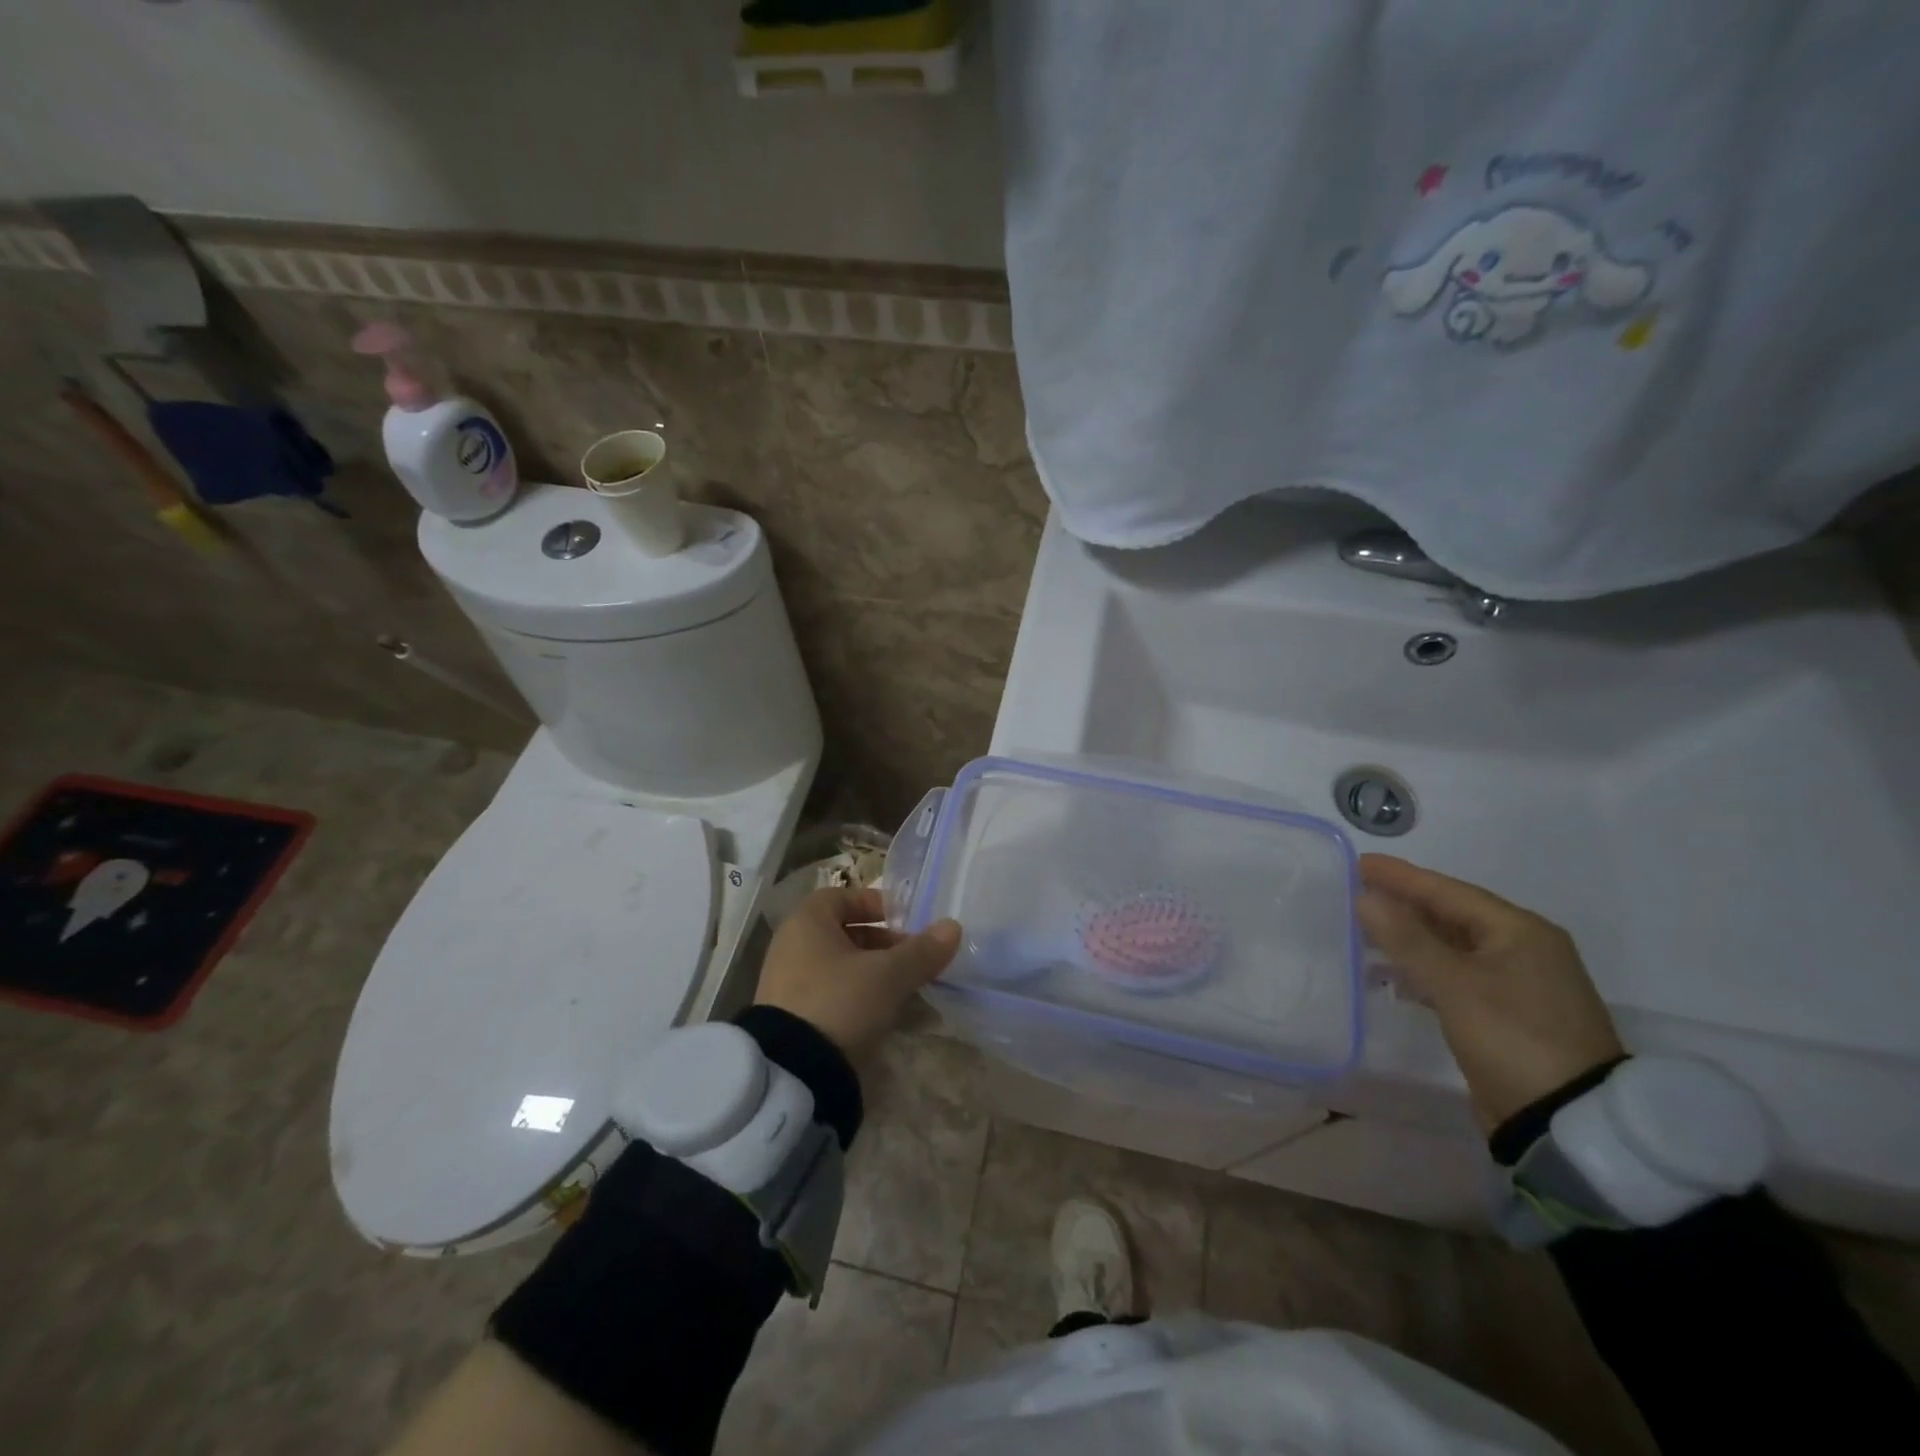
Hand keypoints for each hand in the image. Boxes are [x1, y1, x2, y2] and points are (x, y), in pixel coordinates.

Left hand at [754, 887, 960, 1064]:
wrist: (792, 1073)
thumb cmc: (840, 1002)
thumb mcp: (888, 975)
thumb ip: (921, 951)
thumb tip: (952, 927)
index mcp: (807, 923)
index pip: (842, 897)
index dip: (875, 904)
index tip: (905, 921)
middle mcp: (791, 946)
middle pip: (843, 933)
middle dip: (882, 943)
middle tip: (913, 959)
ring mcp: (788, 984)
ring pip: (839, 966)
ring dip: (873, 973)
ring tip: (905, 989)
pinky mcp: (792, 1018)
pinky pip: (831, 994)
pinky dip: (857, 998)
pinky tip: (883, 1016)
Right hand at [1356, 854, 1624, 1131]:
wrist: (1567, 1122)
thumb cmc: (1512, 1037)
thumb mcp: (1455, 984)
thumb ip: (1406, 938)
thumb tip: (1365, 897)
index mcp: (1520, 931)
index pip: (1449, 891)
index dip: (1402, 876)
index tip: (1359, 863)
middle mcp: (1523, 949)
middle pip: (1452, 914)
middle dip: (1404, 903)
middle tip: (1357, 891)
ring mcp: (1518, 983)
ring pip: (1452, 945)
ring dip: (1409, 936)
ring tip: (1365, 929)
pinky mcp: (1506, 1013)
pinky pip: (1455, 973)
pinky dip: (1423, 967)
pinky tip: (1394, 973)